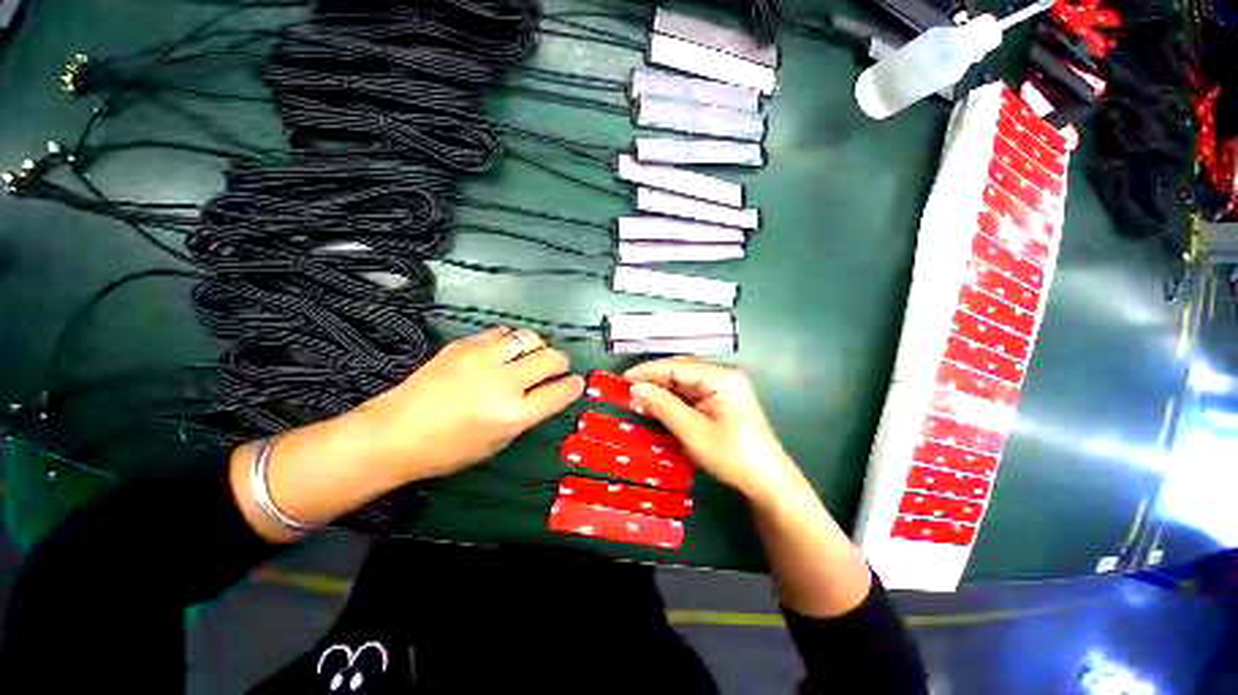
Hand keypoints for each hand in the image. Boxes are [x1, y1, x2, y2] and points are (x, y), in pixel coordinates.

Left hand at [353, 327, 584, 480]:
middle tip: (556, 367)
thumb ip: (526, 416)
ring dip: (538, 346)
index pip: (560, 392)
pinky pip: (501, 333)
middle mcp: (504, 382)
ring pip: (529, 338)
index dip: (574, 386)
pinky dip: (510, 340)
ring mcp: (483, 359)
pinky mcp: (464, 345)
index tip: (576, 382)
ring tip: (531, 354)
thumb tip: (544, 394)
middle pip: (551, 358)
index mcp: (514, 415)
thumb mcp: (498, 443)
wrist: (393, 434)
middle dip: (561, 362)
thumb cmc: (448, 451)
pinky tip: (505, 349)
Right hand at [625, 357, 800, 501]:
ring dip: (662, 389)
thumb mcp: (693, 431)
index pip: (677, 366)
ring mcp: (725, 387)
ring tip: (639, 399)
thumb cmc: (732, 456)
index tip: (623, 379)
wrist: (768, 481)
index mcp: (721, 377)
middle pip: (681, 370)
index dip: (648, 371)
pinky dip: (674, 399)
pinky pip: (692, 392)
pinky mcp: (723, 399)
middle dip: (654, 379)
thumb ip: (663, 406)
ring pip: (685, 381)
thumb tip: (635, 388)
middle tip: (629, 391)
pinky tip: (659, 405)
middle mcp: (723, 375)